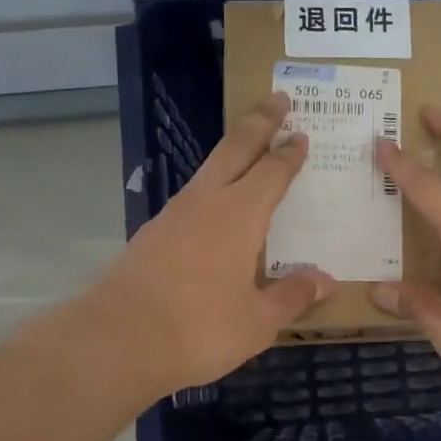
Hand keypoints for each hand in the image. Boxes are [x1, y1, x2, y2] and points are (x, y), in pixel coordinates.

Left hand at [84, 93, 334, 400]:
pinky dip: (211, 188)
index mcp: (239, 215)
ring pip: (208, 170)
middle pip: (235, 149)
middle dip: (258, 122)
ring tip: (248, 149)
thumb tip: (325, 281)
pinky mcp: (151, 235)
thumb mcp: (257, 322)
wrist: (114, 341)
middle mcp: (205, 202)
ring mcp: (172, 216)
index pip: (271, 172)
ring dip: (231, 152)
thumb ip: (291, 296)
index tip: (302, 134)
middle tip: (277, 99)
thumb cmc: (198, 329)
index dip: (289, 153)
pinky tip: (213, 207)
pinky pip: (191, 198)